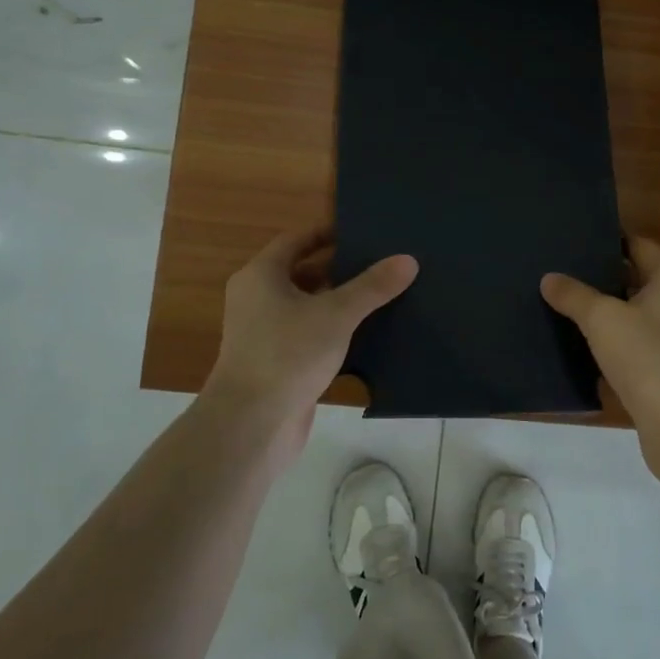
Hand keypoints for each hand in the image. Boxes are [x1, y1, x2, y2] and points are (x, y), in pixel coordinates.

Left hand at [202, 226, 416, 454]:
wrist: (251, 425)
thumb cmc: (288, 354)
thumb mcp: (336, 314)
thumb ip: (372, 287)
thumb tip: (408, 260)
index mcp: (261, 276)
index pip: (296, 240)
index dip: (328, 233)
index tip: (363, 233)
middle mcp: (257, 299)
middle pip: (303, 273)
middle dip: (340, 269)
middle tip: (380, 264)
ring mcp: (264, 334)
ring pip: (307, 307)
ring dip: (339, 302)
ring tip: (381, 296)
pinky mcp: (277, 363)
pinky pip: (309, 335)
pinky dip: (333, 331)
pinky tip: (366, 335)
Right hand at [541, 237, 659, 470]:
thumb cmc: (649, 357)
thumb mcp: (603, 318)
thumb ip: (574, 295)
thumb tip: (549, 278)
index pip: (638, 245)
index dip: (608, 239)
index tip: (573, 237)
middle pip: (633, 280)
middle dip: (598, 277)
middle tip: (557, 270)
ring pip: (629, 318)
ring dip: (600, 315)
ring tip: (557, 304)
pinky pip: (629, 351)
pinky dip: (606, 347)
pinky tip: (573, 346)